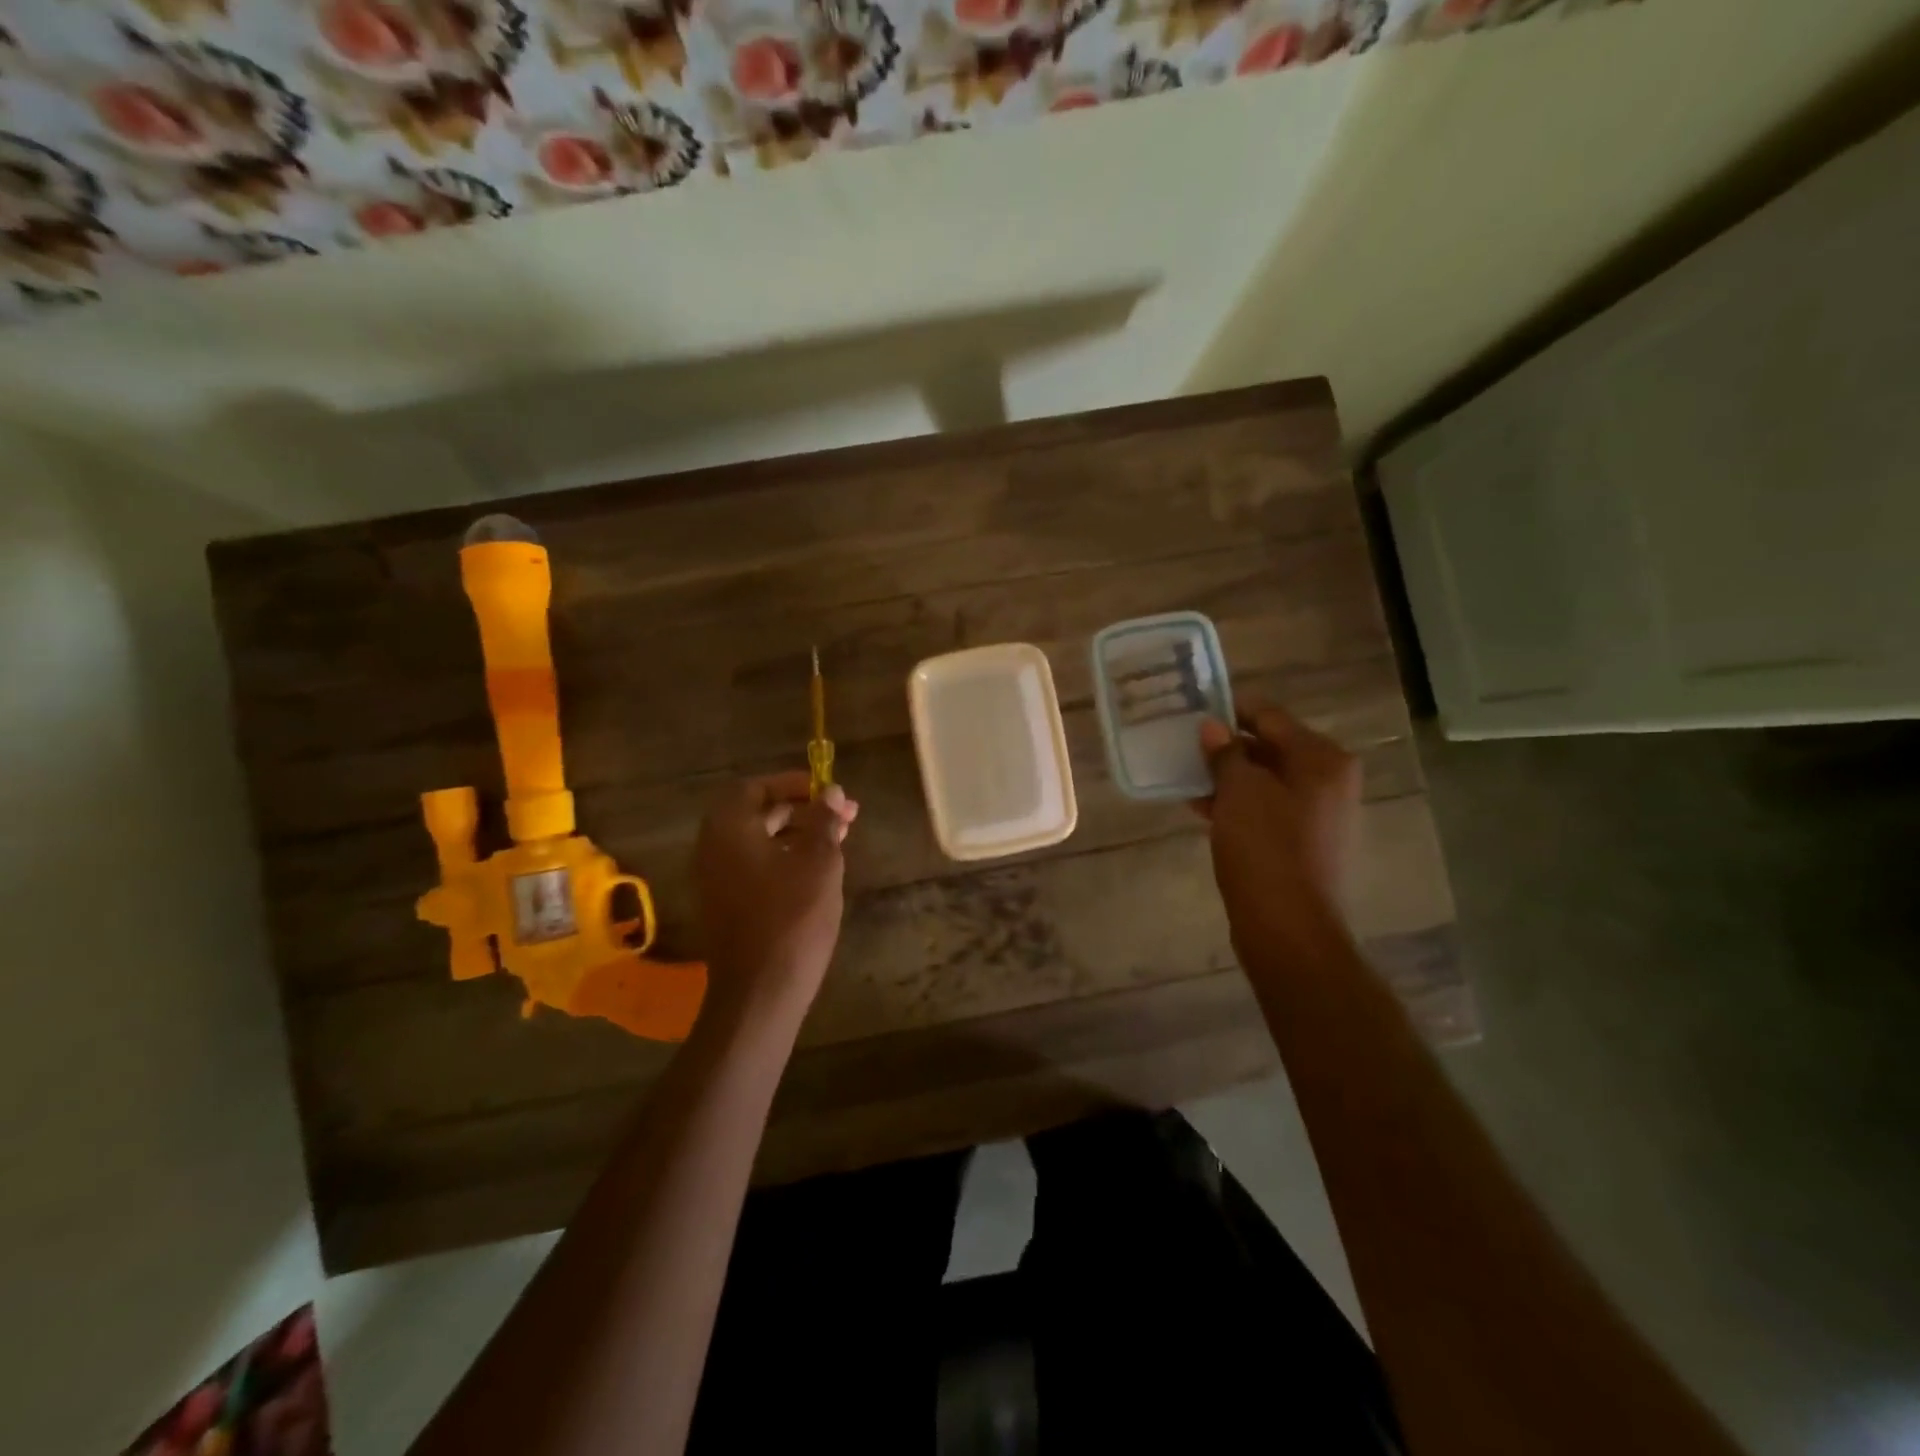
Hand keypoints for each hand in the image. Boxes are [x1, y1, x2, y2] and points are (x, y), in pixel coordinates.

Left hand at [695, 772, 858, 1021]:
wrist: (760, 992)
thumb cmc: (792, 918)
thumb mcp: (818, 862)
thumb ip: (823, 820)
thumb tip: (829, 791)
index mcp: (729, 829)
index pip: (755, 787)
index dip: (792, 783)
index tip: (827, 790)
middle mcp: (713, 848)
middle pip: (757, 813)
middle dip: (802, 809)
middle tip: (844, 815)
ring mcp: (715, 880)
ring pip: (758, 841)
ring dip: (797, 834)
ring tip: (839, 840)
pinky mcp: (725, 905)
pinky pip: (754, 866)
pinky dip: (784, 857)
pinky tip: (817, 870)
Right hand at [1196, 699, 1360, 929]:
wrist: (1289, 926)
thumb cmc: (1265, 848)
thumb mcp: (1238, 791)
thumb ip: (1225, 753)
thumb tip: (1212, 726)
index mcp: (1322, 759)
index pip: (1271, 716)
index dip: (1231, 709)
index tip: (1195, 707)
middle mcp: (1329, 781)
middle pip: (1271, 748)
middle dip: (1228, 746)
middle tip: (1186, 744)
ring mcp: (1319, 814)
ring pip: (1266, 781)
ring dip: (1229, 777)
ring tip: (1187, 776)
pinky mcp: (1304, 842)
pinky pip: (1267, 809)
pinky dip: (1238, 804)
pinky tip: (1203, 808)